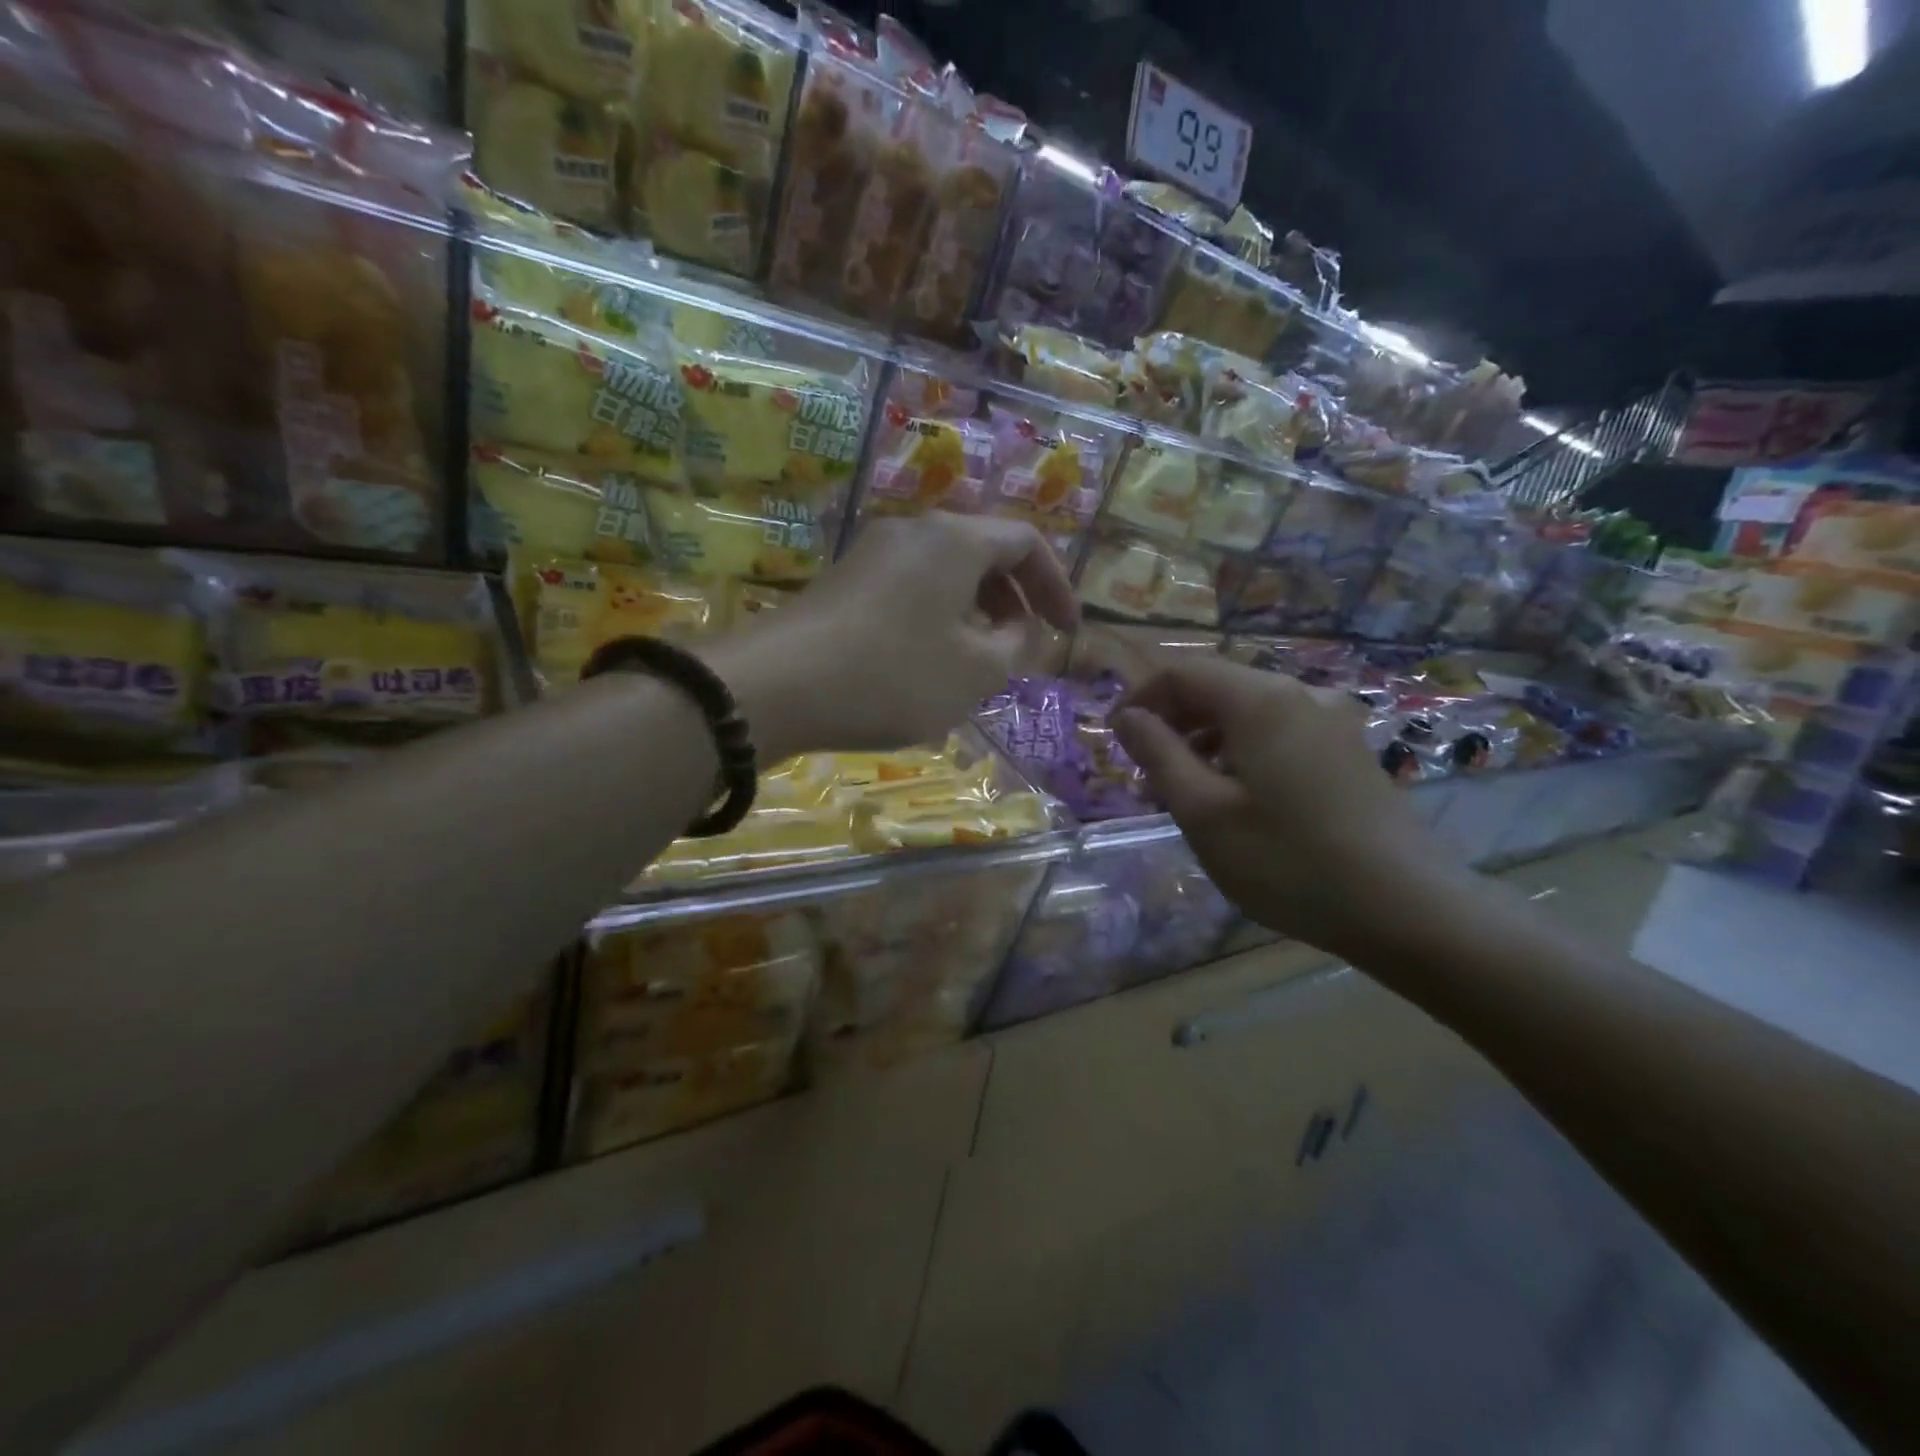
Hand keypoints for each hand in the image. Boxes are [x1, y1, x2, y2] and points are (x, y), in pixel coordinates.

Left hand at [709, 513, 1078, 755]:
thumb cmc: (893, 675)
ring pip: (944, 576)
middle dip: (1013, 603)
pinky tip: (927, 666)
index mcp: (955, 540)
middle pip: (982, 554)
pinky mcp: (843, 584)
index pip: (1025, 544)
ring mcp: (871, 555)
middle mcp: (913, 532)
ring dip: (974, 616)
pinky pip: (909, 592)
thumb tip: (1018, 630)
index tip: (1067, 632)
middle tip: (1023, 650)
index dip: (1056, 586)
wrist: (776, 686)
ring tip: (978, 665)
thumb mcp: (975, 672)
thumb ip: (1016, 647)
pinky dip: (936, 621)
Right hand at [1112, 654, 1447, 955]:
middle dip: (1172, 721)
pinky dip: (1241, 750)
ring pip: (1247, 711)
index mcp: (1260, 701)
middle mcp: (1299, 694)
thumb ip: (1158, 755)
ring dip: (1205, 738)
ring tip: (1185, 790)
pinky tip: (1237, 796)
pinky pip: (1278, 732)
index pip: (1182, 672)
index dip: (1140, 698)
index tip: (1115, 739)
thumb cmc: (1287, 861)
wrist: (1406, 908)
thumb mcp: (1203, 812)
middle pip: (1217, 686)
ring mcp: (1331, 721)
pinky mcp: (1348, 749)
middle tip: (1146, 773)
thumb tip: (1127, 716)